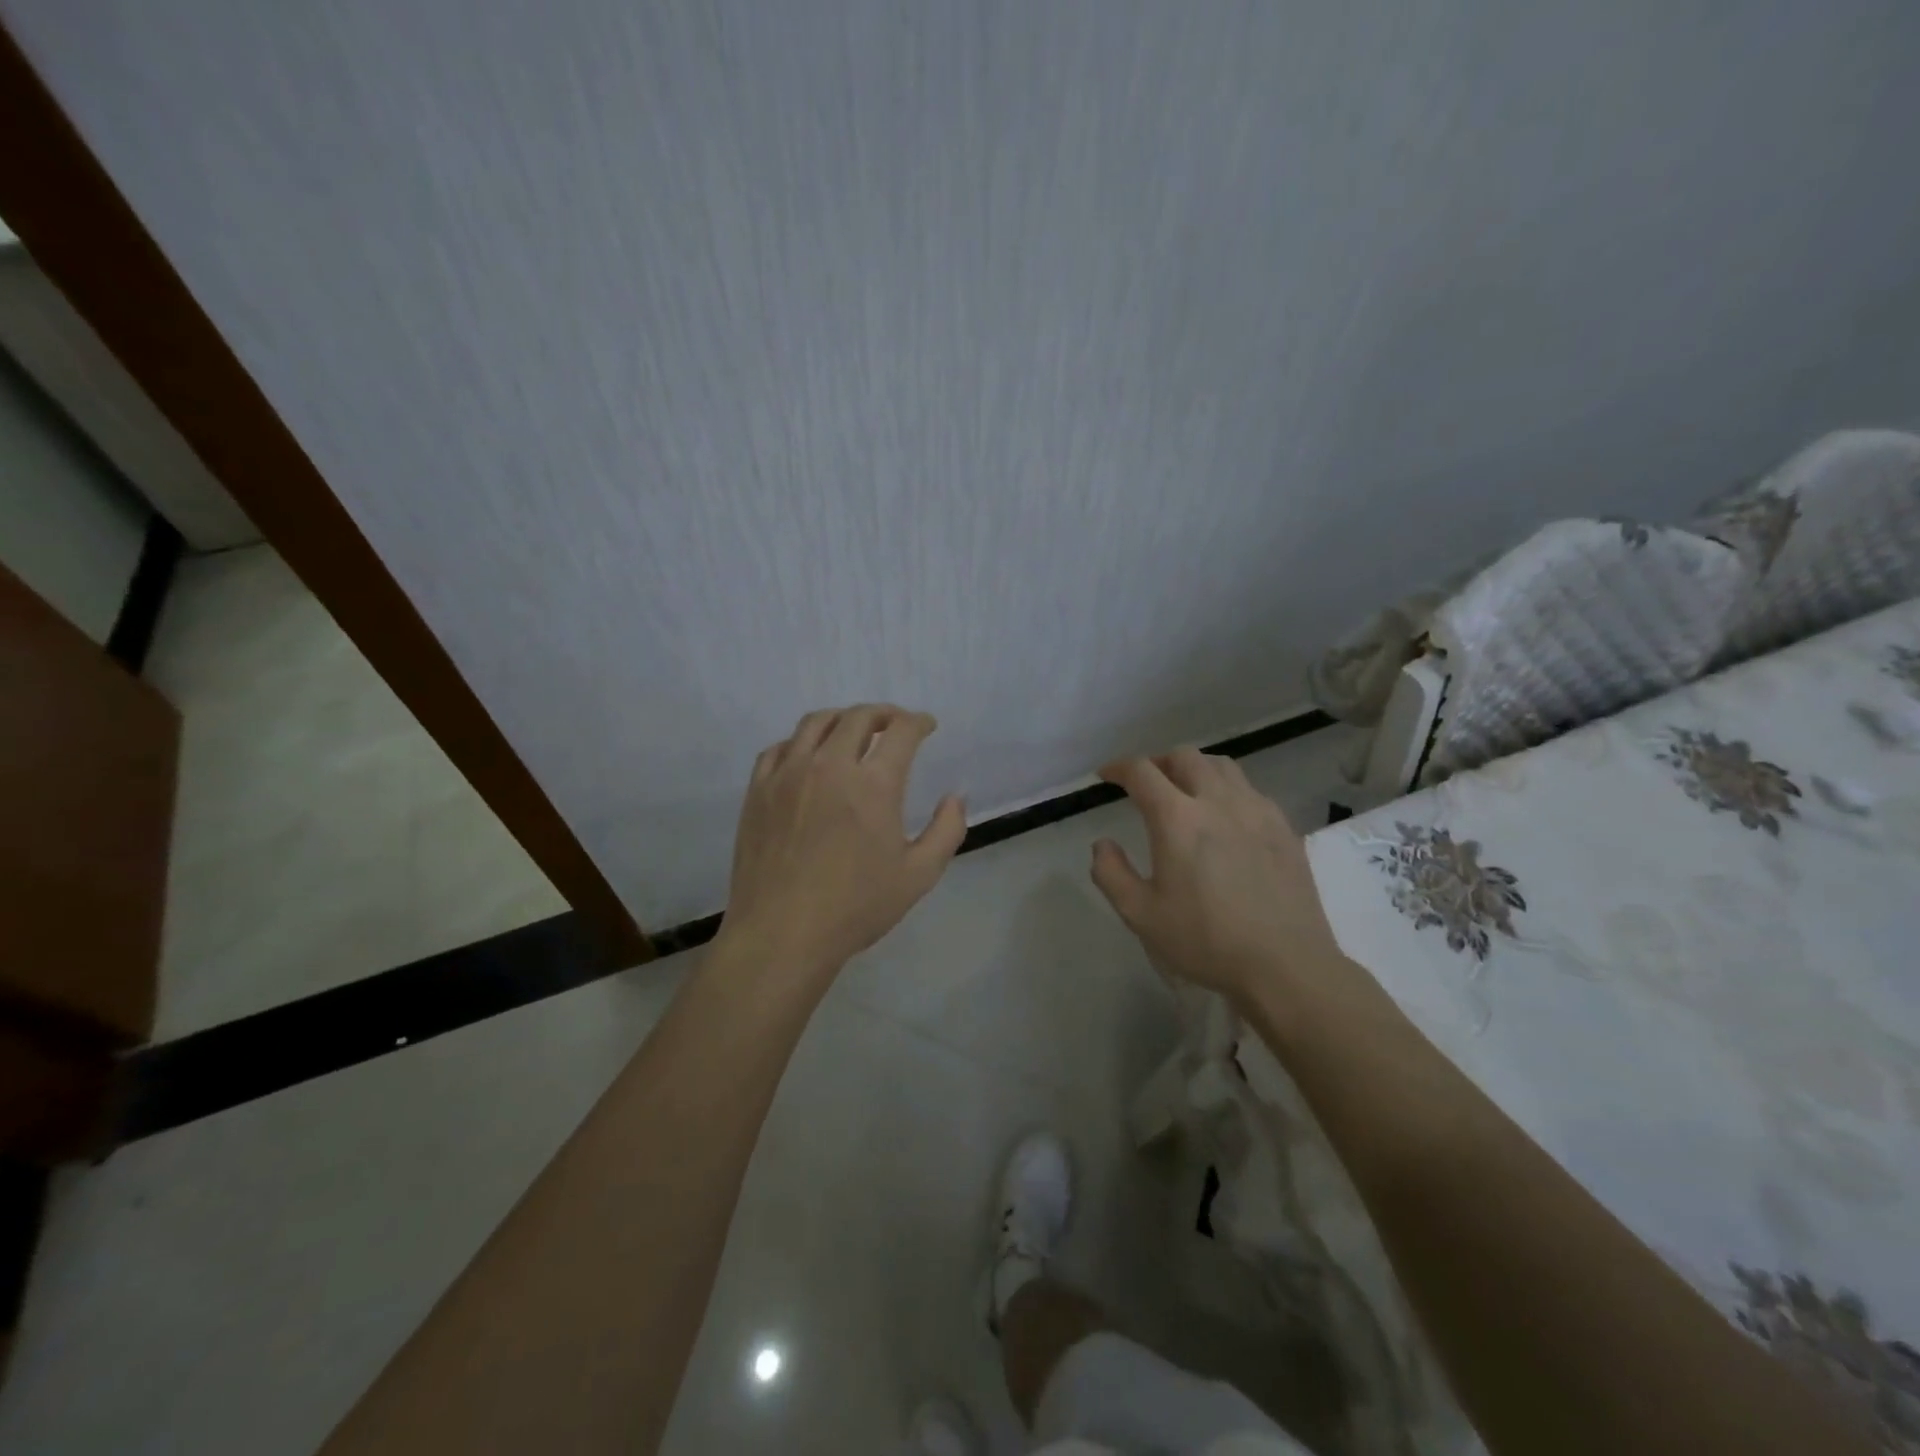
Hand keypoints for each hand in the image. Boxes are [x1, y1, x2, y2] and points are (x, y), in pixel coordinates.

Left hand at [715, 704, 966, 987]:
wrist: (782, 933)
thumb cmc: (856, 907)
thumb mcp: (919, 875)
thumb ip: (946, 830)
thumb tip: (955, 797)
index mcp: (873, 784)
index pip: (901, 731)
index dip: (919, 722)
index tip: (927, 726)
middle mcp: (830, 765)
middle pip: (858, 717)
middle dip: (884, 714)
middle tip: (895, 724)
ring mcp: (788, 774)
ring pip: (816, 723)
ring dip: (842, 719)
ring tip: (853, 732)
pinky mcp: (759, 789)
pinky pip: (780, 748)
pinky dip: (801, 742)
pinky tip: (808, 757)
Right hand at [1089, 748, 1341, 1000]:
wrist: (1285, 965)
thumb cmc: (1205, 940)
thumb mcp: (1140, 915)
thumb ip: (1111, 873)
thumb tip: (1102, 844)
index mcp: (1177, 818)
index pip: (1142, 772)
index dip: (1119, 768)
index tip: (1107, 776)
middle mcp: (1217, 801)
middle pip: (1184, 757)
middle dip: (1158, 763)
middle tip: (1146, 783)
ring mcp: (1256, 811)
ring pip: (1222, 766)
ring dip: (1195, 769)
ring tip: (1186, 790)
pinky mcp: (1283, 828)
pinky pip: (1250, 791)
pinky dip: (1228, 790)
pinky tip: (1227, 817)